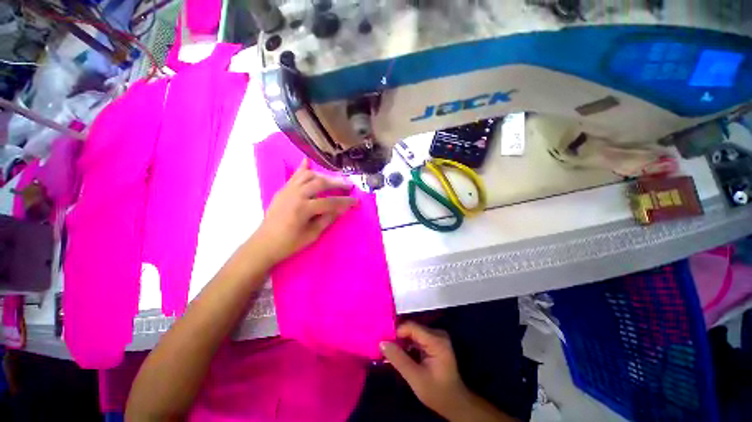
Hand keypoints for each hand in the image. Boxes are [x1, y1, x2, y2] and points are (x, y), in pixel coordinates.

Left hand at [254, 159, 355, 264]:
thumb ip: (327, 219)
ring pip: (309, 175)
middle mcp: (295, 195)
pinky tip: (308, 161)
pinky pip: (295, 175)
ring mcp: (287, 190)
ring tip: (334, 180)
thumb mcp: (312, 235)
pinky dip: (303, 168)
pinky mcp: (283, 189)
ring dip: (324, 176)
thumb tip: (342, 209)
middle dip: (337, 183)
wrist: (263, 244)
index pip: (330, 202)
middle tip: (349, 186)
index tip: (356, 201)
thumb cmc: (289, 244)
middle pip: (321, 183)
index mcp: (303, 209)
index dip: (345, 202)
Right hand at [380, 322, 470, 418]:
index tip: (384, 343)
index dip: (396, 333)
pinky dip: (407, 344)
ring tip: (390, 351)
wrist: (454, 403)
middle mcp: (437, 333)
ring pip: (412, 332)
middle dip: (397, 337)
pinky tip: (400, 353)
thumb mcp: (415, 378)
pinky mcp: (433, 341)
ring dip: (401, 341)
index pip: (411, 327)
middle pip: (411, 328)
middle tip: (385, 348)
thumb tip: (381, 343)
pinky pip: (416, 337)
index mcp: (436, 340)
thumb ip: (399, 359)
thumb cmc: (437, 392)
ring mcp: (436, 336)